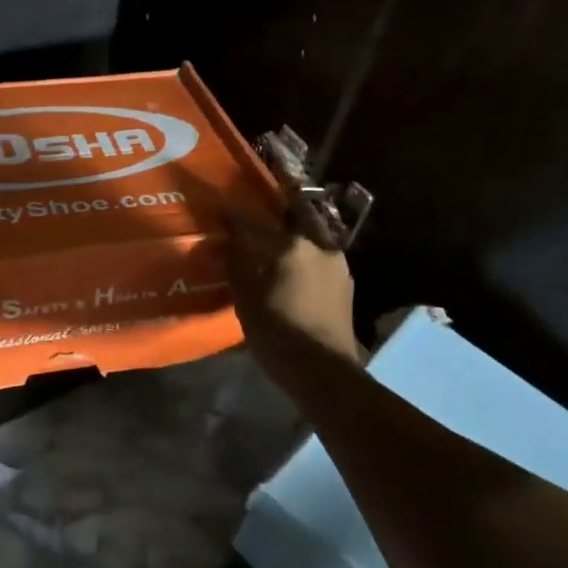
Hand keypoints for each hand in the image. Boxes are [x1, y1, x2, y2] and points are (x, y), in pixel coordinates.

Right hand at [226, 211, 362, 365]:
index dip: (234, 214)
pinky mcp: (345, 282)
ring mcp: (337, 263)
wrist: (325, 372)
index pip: (254, 223)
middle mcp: (318, 246)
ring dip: (298, 225)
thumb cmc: (279, 335)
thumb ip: (236, 265)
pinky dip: (307, 247)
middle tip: (267, 195)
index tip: (221, 203)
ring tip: (281, 226)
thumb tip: (227, 242)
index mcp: (291, 247)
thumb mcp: (247, 301)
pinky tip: (297, 258)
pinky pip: (322, 252)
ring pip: (315, 231)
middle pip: (299, 212)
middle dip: (283, 201)